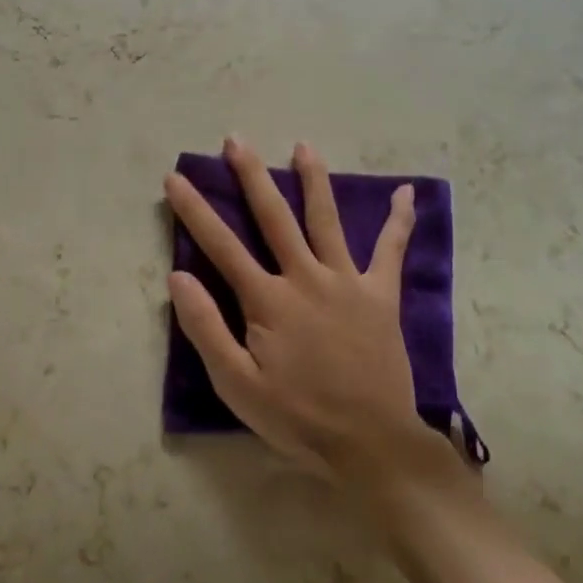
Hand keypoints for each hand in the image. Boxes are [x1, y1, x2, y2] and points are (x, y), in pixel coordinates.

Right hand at [164, 137, 447, 483]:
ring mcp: (346, 282)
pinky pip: (390, 250)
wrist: (370, 443)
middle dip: (251, 175)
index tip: (175, 178)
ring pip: (326, 219)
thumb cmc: (297, 417)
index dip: (194, 210)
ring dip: (313, 179)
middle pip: (274, 216)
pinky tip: (407, 192)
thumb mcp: (237, 385)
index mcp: (268, 300)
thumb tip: (178, 277)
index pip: (220, 245)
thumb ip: (206, 328)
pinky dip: (400, 221)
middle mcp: (305, 278)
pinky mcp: (380, 295)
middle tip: (236, 139)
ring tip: (303, 145)